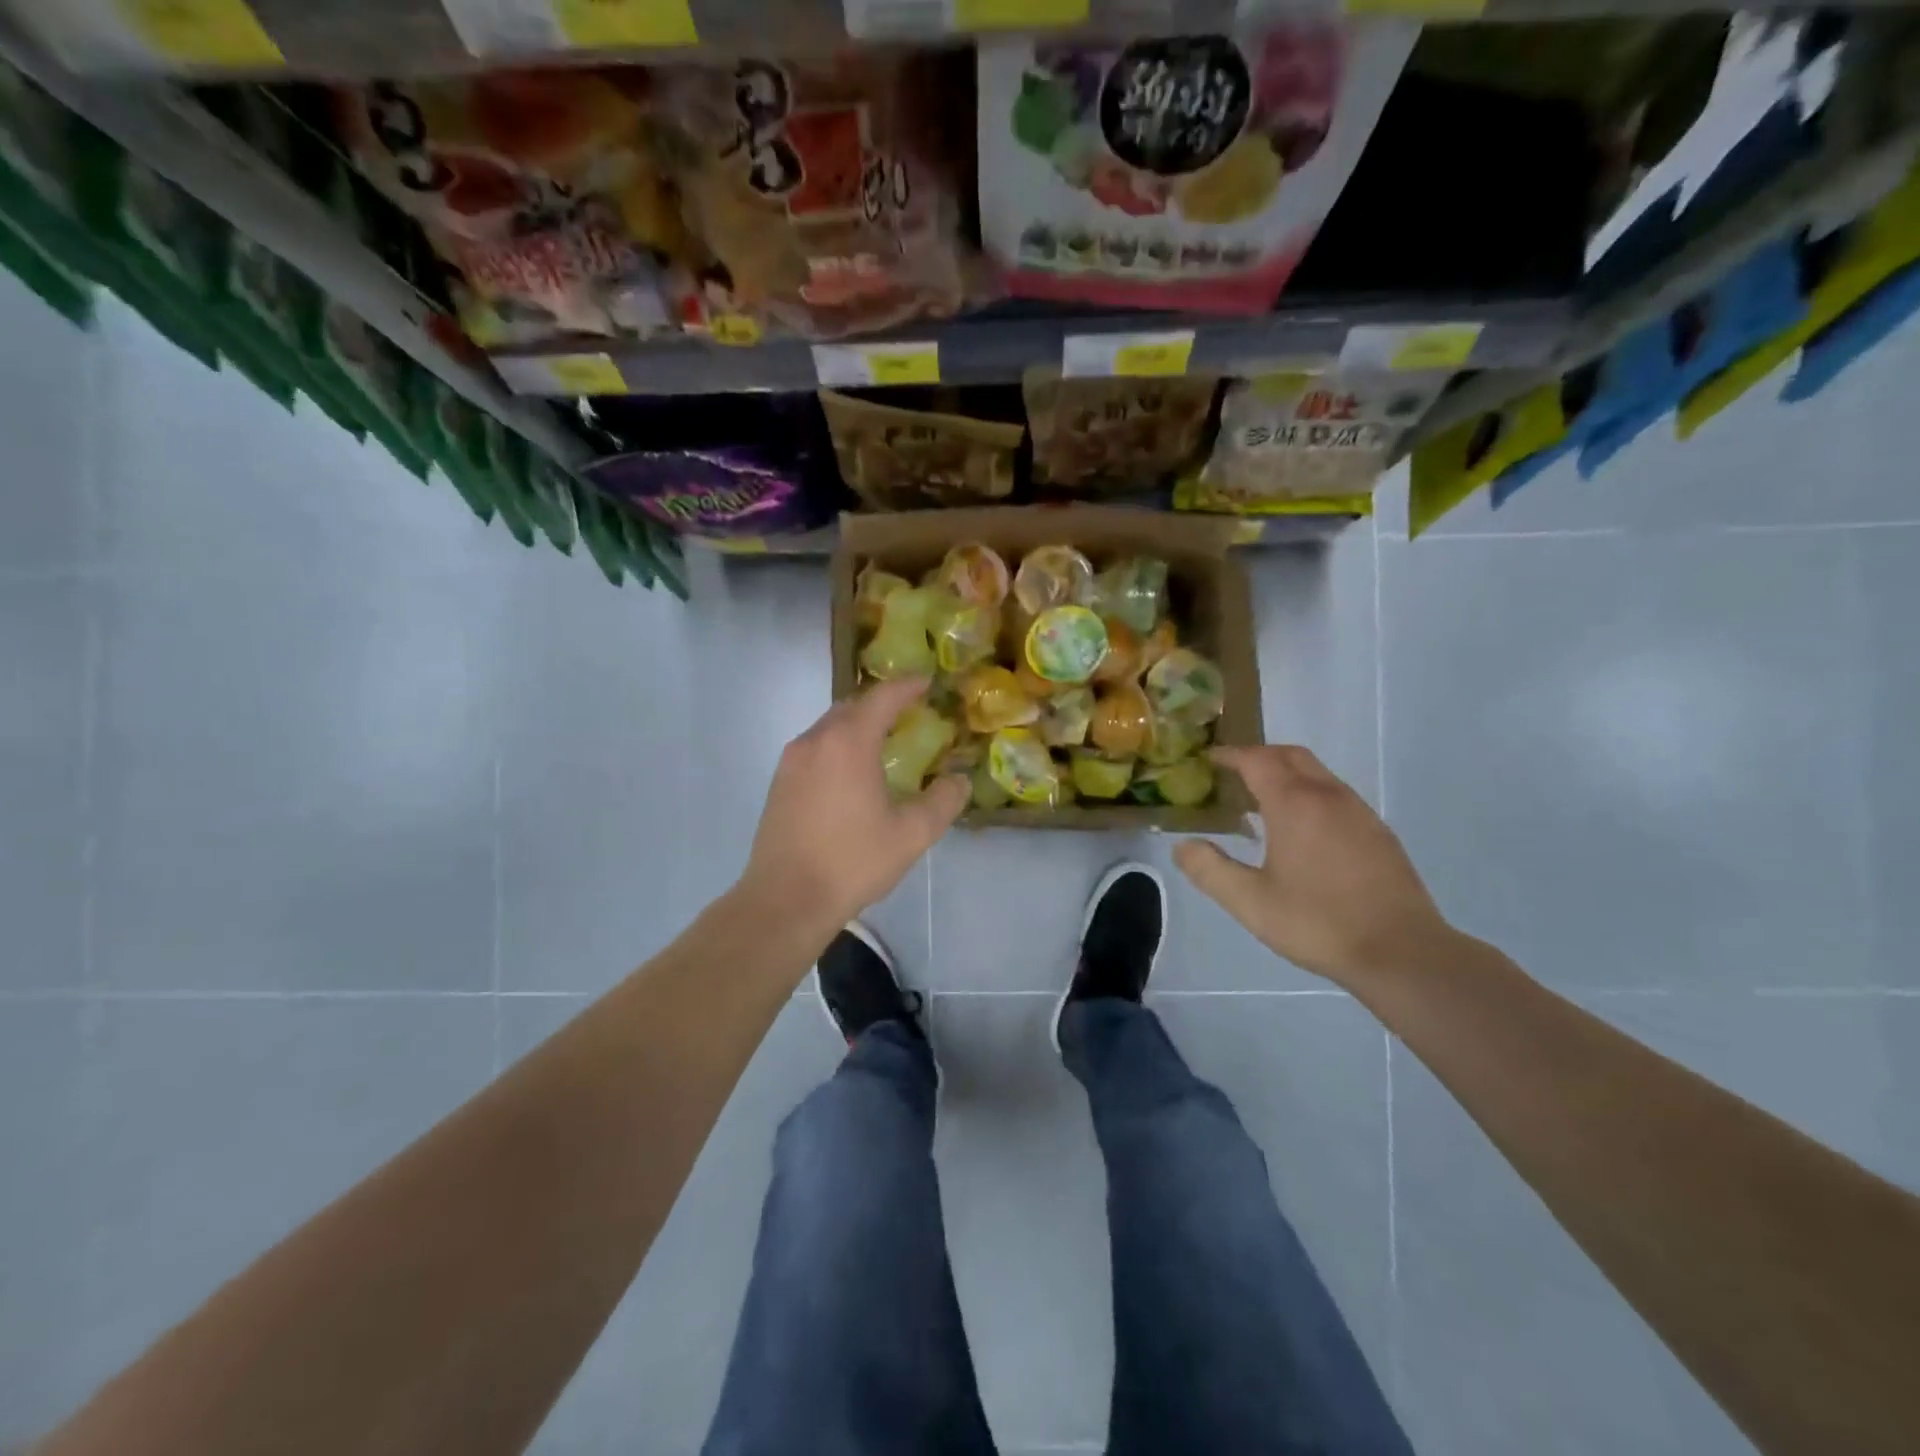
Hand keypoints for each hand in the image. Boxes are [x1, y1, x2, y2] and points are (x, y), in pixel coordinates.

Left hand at [740, 677, 968, 937]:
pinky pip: (814, 748)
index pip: (882, 698)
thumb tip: (959, 780)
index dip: (907, 686)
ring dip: (857, 726)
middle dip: (881, 705)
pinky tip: (851, 775)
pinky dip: (837, 747)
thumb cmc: (852, 862)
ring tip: (883, 744)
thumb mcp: (911, 834)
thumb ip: (942, 801)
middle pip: (852, 706)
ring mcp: (791, 761)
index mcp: (848, 742)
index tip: (927, 682)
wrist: (785, 900)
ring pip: (829, 727)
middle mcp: (815, 740)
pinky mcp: (779, 783)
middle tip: (909, 715)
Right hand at [1173, 745, 1450, 988]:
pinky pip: (1336, 796)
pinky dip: (1310, 795)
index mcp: (1294, 804)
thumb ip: (1210, 870)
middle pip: (1291, 756)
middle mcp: (1329, 796)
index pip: (1257, 760)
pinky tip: (1302, 832)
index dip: (1230, 755)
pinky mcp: (1379, 833)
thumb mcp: (1250, 902)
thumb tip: (1182, 846)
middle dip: (1259, 756)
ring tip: (1262, 803)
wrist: (1402, 953)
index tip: (1209, 760)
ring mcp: (1359, 812)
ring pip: (1317, 774)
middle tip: (1233, 775)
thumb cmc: (1318, 923)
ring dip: (1287, 775)